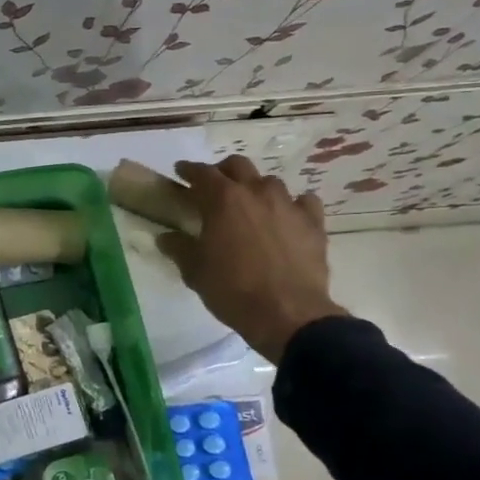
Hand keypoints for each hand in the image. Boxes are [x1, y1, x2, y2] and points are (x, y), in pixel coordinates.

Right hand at [158, 156, 347, 363]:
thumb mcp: (195, 271)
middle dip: (223, 171)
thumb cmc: (232, 289)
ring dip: (256, 188)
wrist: (287, 313)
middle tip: (214, 187)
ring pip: (270, 182)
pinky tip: (287, 217)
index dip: (188, 170)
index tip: (180, 172)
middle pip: (238, 166)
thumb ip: (179, 248)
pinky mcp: (313, 223)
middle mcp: (256, 192)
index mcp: (222, 200)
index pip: (201, 173)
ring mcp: (288, 205)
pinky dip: (292, 205)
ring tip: (251, 206)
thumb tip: (165, 237)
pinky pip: (303, 201)